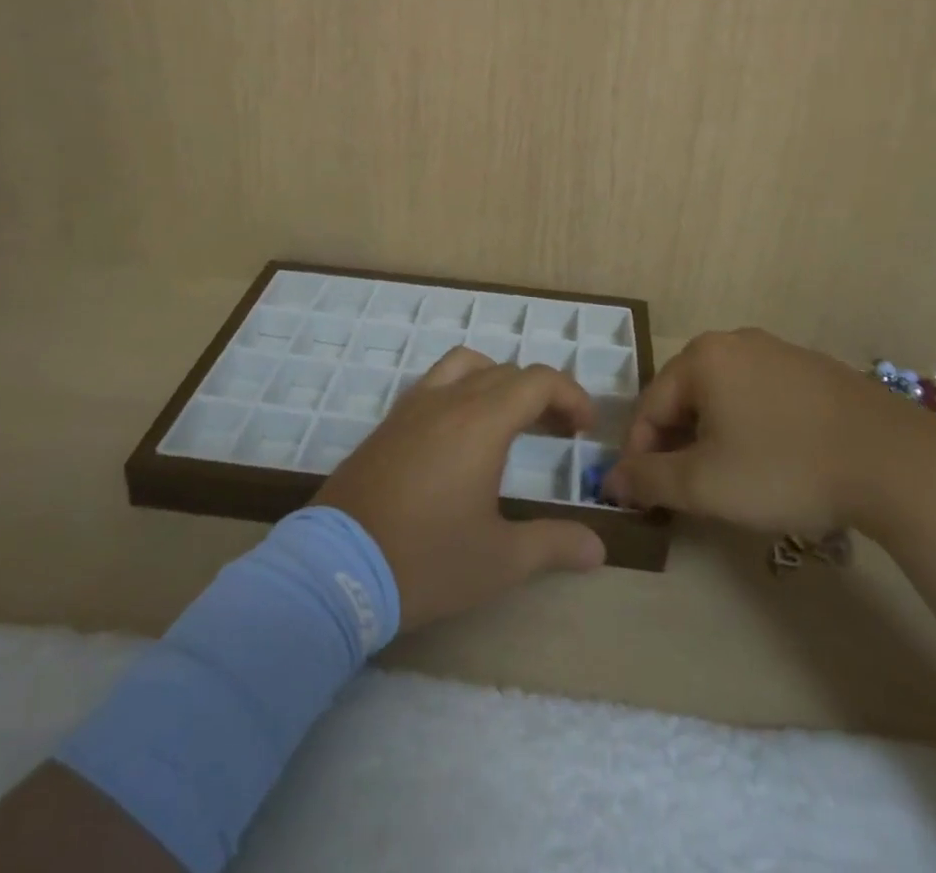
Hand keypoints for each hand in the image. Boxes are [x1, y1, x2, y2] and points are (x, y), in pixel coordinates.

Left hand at [313, 348, 606, 630]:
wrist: (336, 569)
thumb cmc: (426, 560)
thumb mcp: (500, 561)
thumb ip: (554, 544)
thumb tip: (599, 547)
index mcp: (482, 422)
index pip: (538, 381)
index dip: (570, 395)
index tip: (584, 428)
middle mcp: (449, 400)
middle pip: (507, 372)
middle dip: (541, 394)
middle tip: (559, 432)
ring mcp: (413, 407)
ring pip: (466, 366)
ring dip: (498, 381)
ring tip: (510, 419)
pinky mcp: (388, 423)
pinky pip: (434, 383)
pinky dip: (462, 390)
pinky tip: (461, 435)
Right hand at [603, 328, 935, 539]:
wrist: (895, 461)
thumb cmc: (784, 467)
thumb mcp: (705, 484)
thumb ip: (649, 480)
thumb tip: (611, 480)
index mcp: (702, 357)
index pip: (650, 405)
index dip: (639, 454)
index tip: (642, 497)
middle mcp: (735, 341)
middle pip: (685, 396)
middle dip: (676, 444)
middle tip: (681, 492)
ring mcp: (779, 351)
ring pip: (724, 396)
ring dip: (711, 437)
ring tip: (724, 480)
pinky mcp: (814, 370)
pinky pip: (761, 396)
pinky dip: (749, 427)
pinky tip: (770, 461)